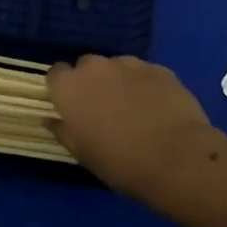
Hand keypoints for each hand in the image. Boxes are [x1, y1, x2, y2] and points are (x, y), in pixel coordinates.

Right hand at [47, 54, 220, 207]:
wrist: (177, 158)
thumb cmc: (120, 162)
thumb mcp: (82, 154)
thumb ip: (63, 131)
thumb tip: (50, 119)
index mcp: (70, 87)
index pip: (56, 74)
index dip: (63, 89)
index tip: (71, 107)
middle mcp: (96, 67)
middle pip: (86, 66)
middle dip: (91, 82)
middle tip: (103, 109)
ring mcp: (129, 64)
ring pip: (117, 66)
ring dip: (119, 81)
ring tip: (133, 108)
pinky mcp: (159, 68)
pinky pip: (144, 72)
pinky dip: (145, 84)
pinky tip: (156, 107)